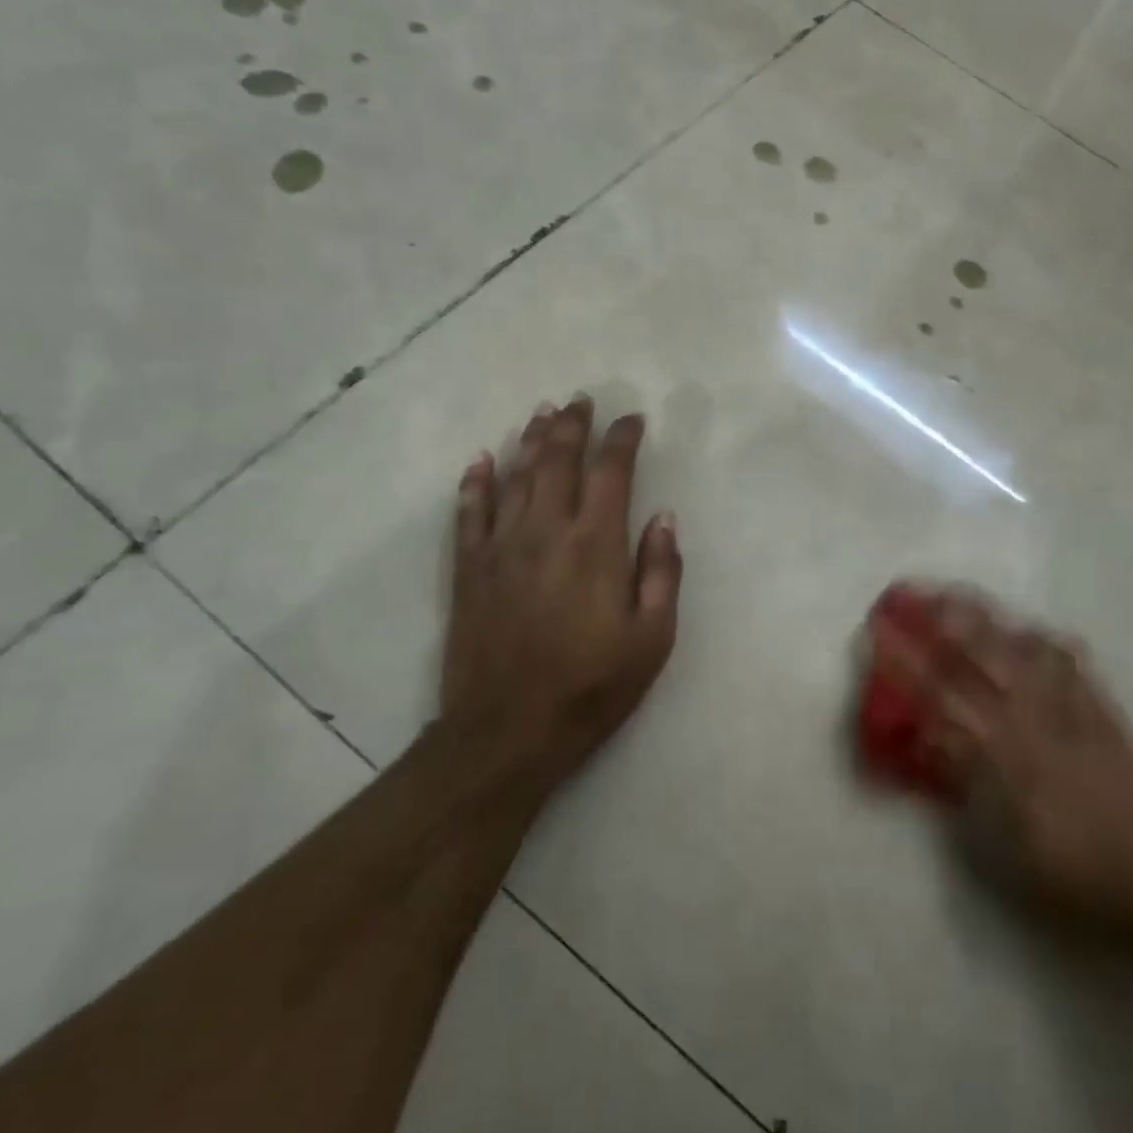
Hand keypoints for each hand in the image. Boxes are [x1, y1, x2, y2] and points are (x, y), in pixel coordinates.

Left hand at [442, 395, 682, 794]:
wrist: (507, 732)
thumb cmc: (591, 686)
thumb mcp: (652, 638)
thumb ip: (661, 572)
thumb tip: (663, 517)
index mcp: (596, 544)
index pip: (611, 472)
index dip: (622, 439)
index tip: (632, 419)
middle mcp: (547, 531)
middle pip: (558, 460)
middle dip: (572, 425)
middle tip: (580, 400)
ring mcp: (502, 547)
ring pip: (516, 476)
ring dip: (531, 440)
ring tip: (541, 413)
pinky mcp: (469, 570)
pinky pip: (469, 513)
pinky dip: (476, 482)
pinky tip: (482, 460)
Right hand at [914, 591, 1132, 949]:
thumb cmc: (1070, 878)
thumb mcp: (999, 847)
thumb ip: (962, 786)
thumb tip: (931, 741)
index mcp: (1000, 755)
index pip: (939, 694)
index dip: (905, 661)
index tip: (878, 633)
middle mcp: (1031, 719)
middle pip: (976, 655)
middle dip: (937, 620)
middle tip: (908, 593)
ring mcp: (1070, 708)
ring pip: (1018, 647)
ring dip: (982, 618)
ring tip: (954, 595)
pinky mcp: (1104, 708)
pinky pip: (1069, 660)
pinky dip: (1042, 639)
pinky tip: (1028, 629)